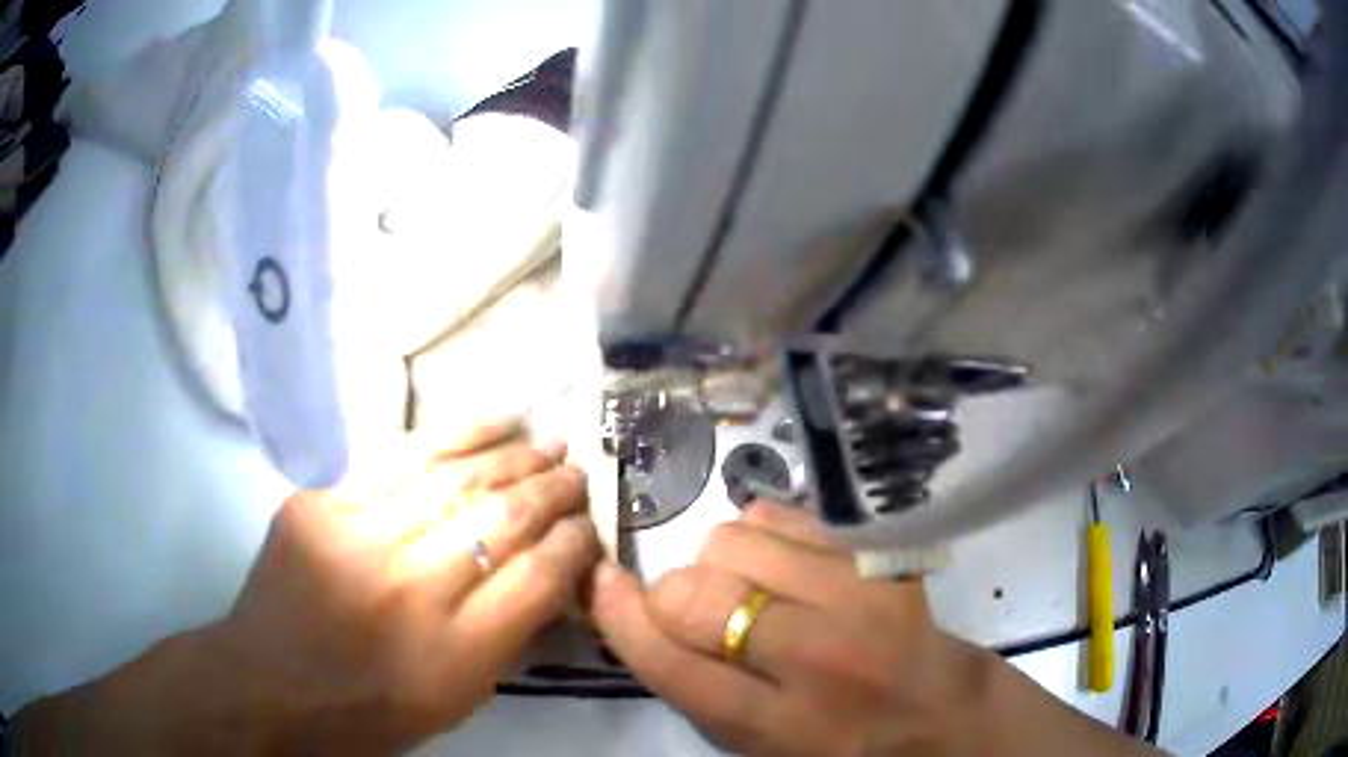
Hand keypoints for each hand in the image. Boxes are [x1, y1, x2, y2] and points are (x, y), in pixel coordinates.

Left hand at [22, 421, 599, 755]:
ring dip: (509, 456)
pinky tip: (486, 423)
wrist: (268, 684)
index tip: (592, 525)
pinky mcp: (320, 505)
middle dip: (550, 490)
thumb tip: (550, 575)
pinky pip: (397, 462)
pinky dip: (451, 438)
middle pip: (500, 520)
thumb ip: (506, 639)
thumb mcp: (455, 701)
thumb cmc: (368, 712)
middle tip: (578, 470)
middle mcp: (410, 589)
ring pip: (453, 478)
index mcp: (453, 655)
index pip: (537, 578)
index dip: (574, 544)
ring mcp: (357, 538)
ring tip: (545, 438)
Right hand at [589, 502, 1159, 756]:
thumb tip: (643, 615)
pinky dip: (762, 534)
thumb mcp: (761, 749)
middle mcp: (816, 659)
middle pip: (696, 593)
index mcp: (778, 726)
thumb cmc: (844, 747)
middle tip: (689, 608)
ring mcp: (856, 598)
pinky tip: (779, 564)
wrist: (941, 715)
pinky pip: (784, 516)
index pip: (670, 661)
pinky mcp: (878, 560)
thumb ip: (700, 691)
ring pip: (734, 541)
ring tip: (746, 588)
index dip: (621, 616)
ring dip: (718, 562)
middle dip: (671, 594)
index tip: (600, 584)